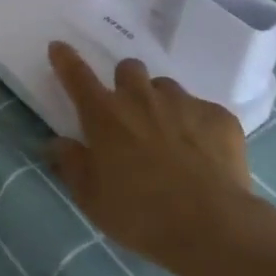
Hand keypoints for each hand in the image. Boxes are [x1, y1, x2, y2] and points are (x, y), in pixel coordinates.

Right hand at [47, 42, 272, 275]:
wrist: (212, 227)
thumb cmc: (140, 214)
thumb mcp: (91, 197)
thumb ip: (70, 164)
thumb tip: (56, 143)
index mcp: (104, 114)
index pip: (77, 75)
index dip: (66, 59)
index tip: (59, 47)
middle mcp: (141, 97)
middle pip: (128, 68)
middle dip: (126, 83)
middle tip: (130, 112)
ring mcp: (183, 103)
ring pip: (166, 88)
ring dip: (161, 103)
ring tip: (170, 136)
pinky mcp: (219, 117)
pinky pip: (204, 111)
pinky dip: (199, 126)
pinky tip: (205, 154)